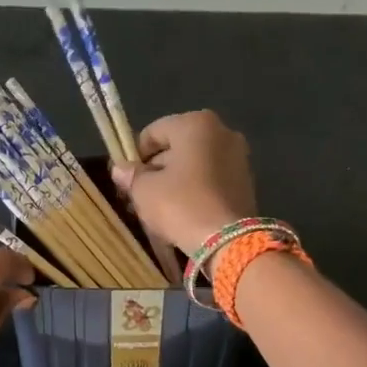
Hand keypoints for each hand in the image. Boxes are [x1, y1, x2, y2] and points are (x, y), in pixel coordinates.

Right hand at [110, 110, 257, 255]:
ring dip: (175, 181)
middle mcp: (222, 132)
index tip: (127, 179)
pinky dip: (195, 190)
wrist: (228, 242)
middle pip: (176, 147)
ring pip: (194, 165)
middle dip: (156, 169)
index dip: (135, 155)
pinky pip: (211, 180)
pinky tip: (182, 212)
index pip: (153, 132)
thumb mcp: (145, 190)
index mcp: (196, 124)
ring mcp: (238, 157)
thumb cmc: (181, 205)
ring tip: (159, 208)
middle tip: (140, 195)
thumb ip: (131, 175)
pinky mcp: (246, 182)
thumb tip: (121, 169)